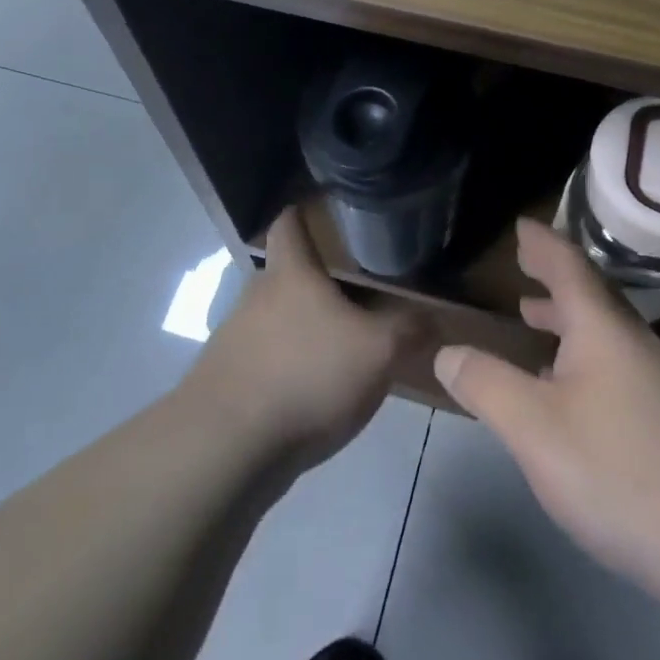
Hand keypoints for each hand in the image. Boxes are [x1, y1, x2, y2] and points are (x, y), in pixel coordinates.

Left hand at [183, 208, 422, 473]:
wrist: (227, 447)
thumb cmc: (307, 376)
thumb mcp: (379, 352)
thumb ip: (409, 330)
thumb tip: (433, 319)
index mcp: (290, 274)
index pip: (288, 223)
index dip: (302, 213)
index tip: (321, 213)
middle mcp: (256, 297)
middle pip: (285, 275)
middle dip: (315, 283)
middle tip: (355, 295)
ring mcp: (234, 340)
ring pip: (274, 321)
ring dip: (301, 330)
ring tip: (339, 351)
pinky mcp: (226, 382)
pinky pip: (264, 362)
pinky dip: (287, 368)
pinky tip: (312, 395)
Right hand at [433, 219, 659, 596]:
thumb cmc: (619, 471)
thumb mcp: (534, 428)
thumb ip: (487, 385)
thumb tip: (448, 352)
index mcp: (603, 329)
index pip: (569, 267)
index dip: (542, 244)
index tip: (521, 226)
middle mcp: (635, 344)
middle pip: (592, 295)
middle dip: (555, 277)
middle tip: (525, 265)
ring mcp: (658, 382)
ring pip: (605, 332)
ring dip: (567, 317)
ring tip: (534, 316)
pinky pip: (615, 363)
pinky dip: (582, 354)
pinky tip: (569, 390)